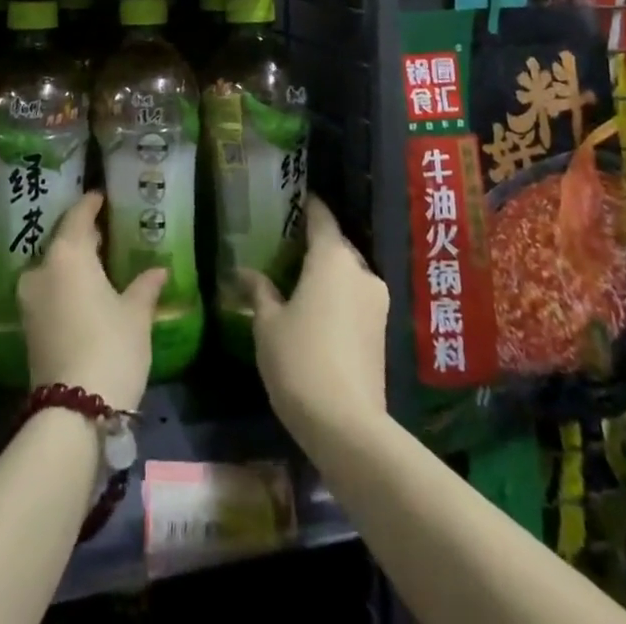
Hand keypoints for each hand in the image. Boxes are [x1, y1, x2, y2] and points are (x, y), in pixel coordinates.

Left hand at [19, 191, 166, 410]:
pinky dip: (65, 284)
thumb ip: (145, 286)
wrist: (73, 413)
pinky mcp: (27, 327)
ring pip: (53, 267)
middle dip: (82, 234)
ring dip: (73, 262)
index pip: (78, 215)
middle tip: (105, 230)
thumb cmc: (110, 347)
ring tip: (98, 262)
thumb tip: (159, 269)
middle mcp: (41, 268)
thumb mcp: (136, 314)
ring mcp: (29, 299)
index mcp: (67, 253)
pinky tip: (86, 292)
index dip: (91, 204)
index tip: (102, 196)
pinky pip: (48, 290)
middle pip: (62, 240)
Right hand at [243, 196, 388, 443]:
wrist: (347, 427)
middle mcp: (361, 271)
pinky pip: (356, 298)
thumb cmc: (300, 360)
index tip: (294, 199)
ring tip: (300, 280)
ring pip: (349, 274)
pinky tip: (317, 310)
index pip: (321, 218)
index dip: (308, 206)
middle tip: (287, 246)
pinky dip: (338, 297)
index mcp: (332, 258)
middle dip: (315, 244)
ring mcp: (377, 303)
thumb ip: (259, 291)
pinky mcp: (382, 332)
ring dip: (328, 274)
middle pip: (337, 246)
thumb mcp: (267, 323)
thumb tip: (243, 271)